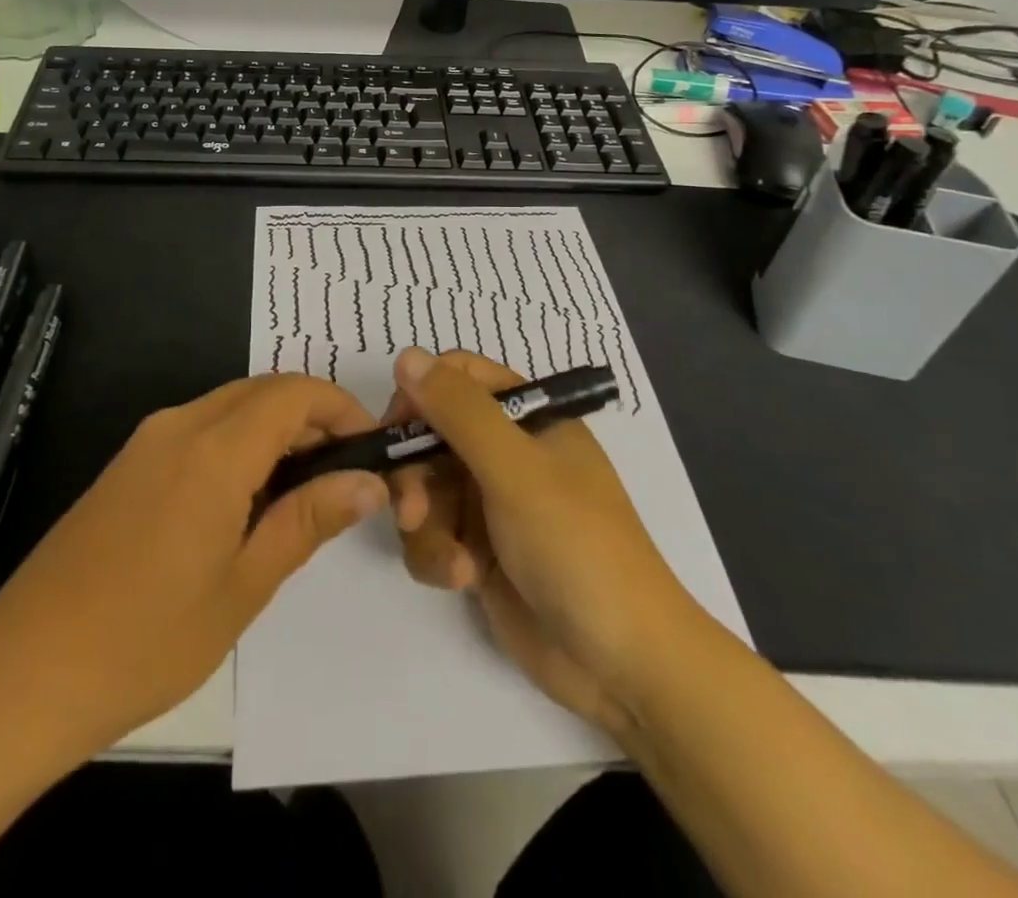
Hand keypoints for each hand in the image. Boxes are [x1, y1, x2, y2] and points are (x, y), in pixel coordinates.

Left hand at [0, 374, 387, 752]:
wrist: (25, 673)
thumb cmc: (147, 638)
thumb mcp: (245, 584)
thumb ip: (309, 520)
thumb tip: (369, 483)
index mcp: (214, 449)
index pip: (295, 393)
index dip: (342, 409)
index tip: (370, 451)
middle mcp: (180, 424)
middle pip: (264, 390)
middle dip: (313, 417)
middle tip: (342, 476)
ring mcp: (147, 441)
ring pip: (232, 406)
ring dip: (276, 430)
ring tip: (301, 493)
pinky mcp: (128, 464)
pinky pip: (200, 428)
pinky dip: (239, 443)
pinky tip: (246, 501)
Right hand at [385, 348, 698, 734]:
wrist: (621, 663)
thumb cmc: (576, 546)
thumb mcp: (516, 470)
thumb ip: (459, 411)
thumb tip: (406, 355)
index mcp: (528, 417)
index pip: (458, 377)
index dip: (421, 395)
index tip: (396, 429)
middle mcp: (506, 451)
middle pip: (430, 435)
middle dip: (414, 475)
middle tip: (410, 511)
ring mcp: (491, 502)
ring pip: (424, 489)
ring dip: (426, 525)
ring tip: (454, 563)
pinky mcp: (478, 550)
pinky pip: (431, 534)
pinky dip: (438, 556)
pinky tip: (464, 581)